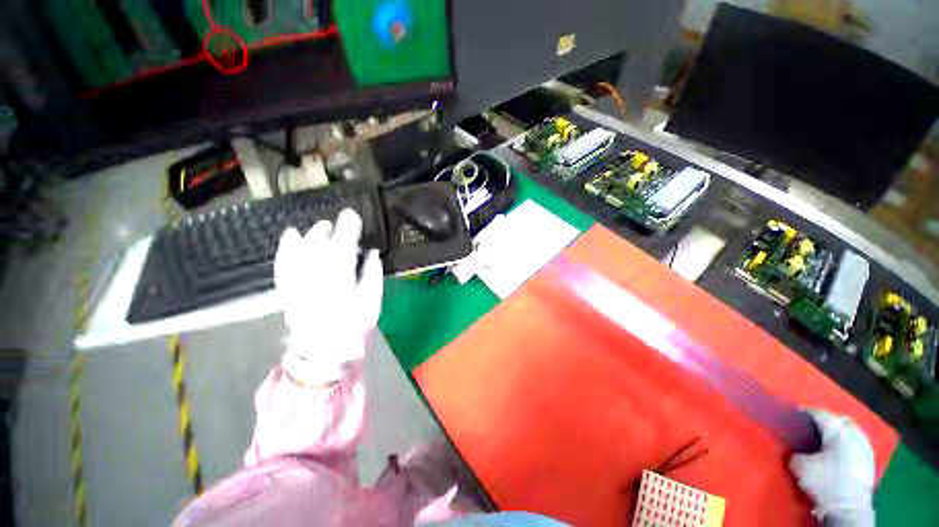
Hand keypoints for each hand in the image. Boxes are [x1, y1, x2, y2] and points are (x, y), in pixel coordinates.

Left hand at [274, 209, 382, 385]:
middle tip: (340, 225)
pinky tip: (291, 235)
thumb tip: (372, 253)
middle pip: (320, 242)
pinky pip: (283, 262)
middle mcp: (315, 274)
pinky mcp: (287, 288)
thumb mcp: (372, 302)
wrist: (322, 354)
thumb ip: (372, 275)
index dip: (348, 226)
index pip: (343, 243)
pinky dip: (286, 247)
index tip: (353, 215)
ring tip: (321, 228)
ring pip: (301, 248)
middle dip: (331, 229)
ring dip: (312, 235)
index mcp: (339, 277)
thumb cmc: (353, 328)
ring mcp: (297, 280)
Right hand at [789, 409, 874, 525]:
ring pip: (851, 431)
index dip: (805, 413)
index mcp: (837, 429)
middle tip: (811, 430)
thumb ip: (796, 451)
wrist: (849, 508)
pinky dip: (847, 445)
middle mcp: (854, 433)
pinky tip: (839, 454)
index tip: (794, 418)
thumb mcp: (799, 465)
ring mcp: (865, 447)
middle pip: (839, 420)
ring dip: (838, 434)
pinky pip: (857, 444)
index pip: (819, 413)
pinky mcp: (869, 460)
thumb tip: (796, 449)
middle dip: (826, 422)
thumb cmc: (824, 481)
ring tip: (825, 442)